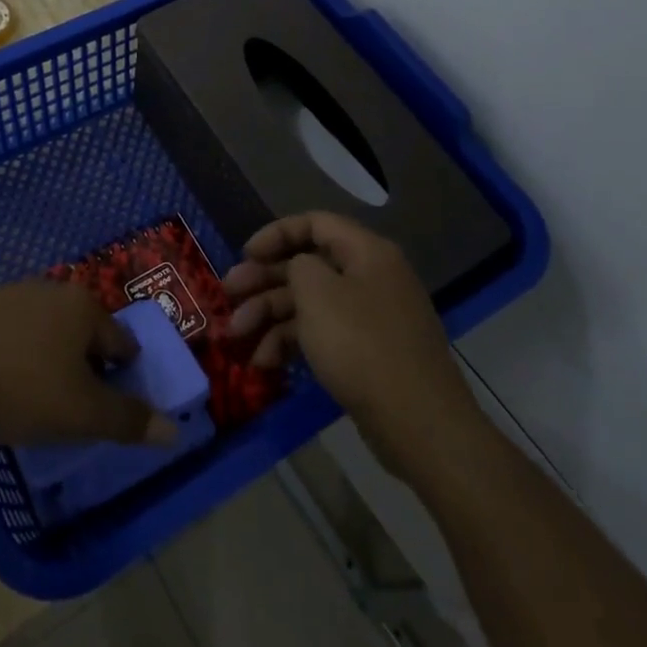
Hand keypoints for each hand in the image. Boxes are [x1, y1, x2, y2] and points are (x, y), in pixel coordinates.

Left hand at [0, 282, 178, 448]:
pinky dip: (20, 356)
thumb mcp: (82, 413)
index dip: (123, 380)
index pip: (123, 344)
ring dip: (52, 362)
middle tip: (73, 409)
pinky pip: (16, 334)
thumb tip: (175, 429)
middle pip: (86, 335)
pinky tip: (5, 383)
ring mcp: (14, 294)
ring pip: (50, 333)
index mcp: (85, 307)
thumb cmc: (21, 387)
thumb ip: (129, 420)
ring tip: (38, 400)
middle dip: (86, 370)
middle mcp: (53, 289)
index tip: (106, 411)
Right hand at [223, 212, 475, 468]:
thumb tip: (299, 269)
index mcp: (366, 252)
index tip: (245, 254)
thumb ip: (297, 265)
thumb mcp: (317, 292)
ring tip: (236, 337)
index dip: (276, 234)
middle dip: (263, 281)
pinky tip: (264, 363)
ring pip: (310, 303)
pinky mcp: (367, 353)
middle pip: (307, 266)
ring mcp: (371, 317)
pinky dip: (292, 343)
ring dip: (269, 316)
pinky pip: (322, 334)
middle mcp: (370, 277)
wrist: (418, 422)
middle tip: (228, 295)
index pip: (315, 223)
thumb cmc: (361, 344)